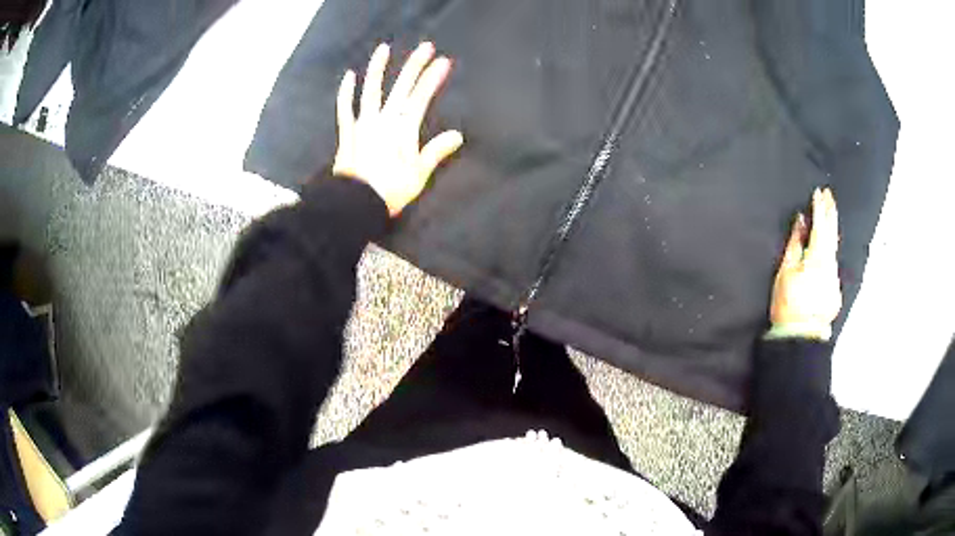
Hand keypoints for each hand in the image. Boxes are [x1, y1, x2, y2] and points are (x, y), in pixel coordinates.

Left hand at [333, 42, 463, 216]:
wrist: (356, 203)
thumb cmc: (390, 190)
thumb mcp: (419, 174)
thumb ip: (436, 151)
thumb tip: (457, 135)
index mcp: (403, 128)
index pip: (421, 96)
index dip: (433, 78)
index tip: (443, 62)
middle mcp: (383, 119)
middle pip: (401, 87)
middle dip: (414, 65)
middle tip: (425, 46)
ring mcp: (363, 123)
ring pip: (371, 90)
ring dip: (378, 68)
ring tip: (383, 49)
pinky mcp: (348, 132)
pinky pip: (345, 108)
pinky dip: (346, 92)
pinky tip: (349, 76)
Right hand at [769, 187, 842, 339]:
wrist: (800, 336)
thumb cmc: (787, 302)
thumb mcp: (786, 270)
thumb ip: (795, 242)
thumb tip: (802, 220)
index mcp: (817, 258)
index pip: (820, 227)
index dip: (819, 208)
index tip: (818, 192)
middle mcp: (831, 266)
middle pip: (832, 235)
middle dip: (830, 213)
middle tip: (830, 195)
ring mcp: (835, 279)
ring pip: (834, 250)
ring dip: (831, 231)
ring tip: (829, 215)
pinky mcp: (836, 291)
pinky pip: (833, 266)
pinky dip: (830, 253)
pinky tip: (827, 248)